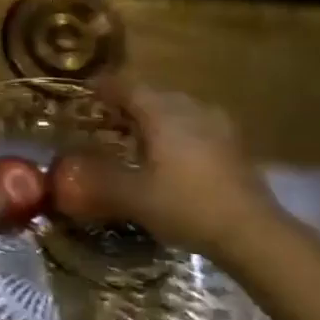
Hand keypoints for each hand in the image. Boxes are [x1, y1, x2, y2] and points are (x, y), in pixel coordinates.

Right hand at [51, 81, 285, 260]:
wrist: (253, 233)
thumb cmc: (187, 206)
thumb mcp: (133, 196)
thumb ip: (98, 180)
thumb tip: (66, 170)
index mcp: (163, 114)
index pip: (127, 86)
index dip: (104, 87)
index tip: (85, 92)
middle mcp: (190, 110)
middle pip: (153, 95)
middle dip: (128, 103)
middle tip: (105, 118)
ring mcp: (217, 126)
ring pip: (176, 110)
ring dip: (153, 117)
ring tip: (135, 137)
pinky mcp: (232, 146)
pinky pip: (194, 126)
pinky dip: (175, 132)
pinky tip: (169, 155)